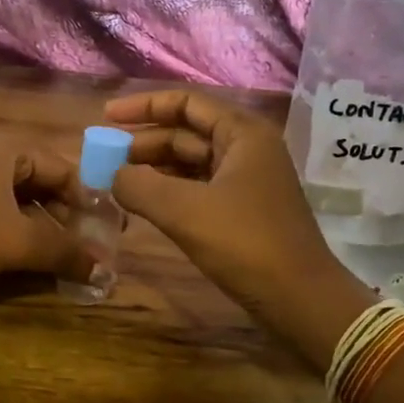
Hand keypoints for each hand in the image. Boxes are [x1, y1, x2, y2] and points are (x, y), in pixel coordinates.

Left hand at [0, 143, 91, 286]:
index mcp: (6, 149)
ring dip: (42, 224)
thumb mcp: (17, 242)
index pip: (63, 168)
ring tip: (60, 253)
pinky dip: (16, 227)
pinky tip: (25, 252)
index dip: (88, 199)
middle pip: (41, 181)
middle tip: (86, 244)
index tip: (106, 230)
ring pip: (18, 197)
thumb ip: (64, 253)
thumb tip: (105, 271)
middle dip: (66, 214)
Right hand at [103, 90, 370, 362]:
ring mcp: (247, 181)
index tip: (106, 118)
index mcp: (242, 133)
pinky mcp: (243, 210)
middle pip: (187, 132)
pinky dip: (169, 191)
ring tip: (116, 181)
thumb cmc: (245, 244)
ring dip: (154, 169)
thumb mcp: (184, 211)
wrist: (300, 299)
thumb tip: (112, 175)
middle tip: (104, 158)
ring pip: (191, 163)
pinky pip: (198, 188)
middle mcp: (247, 149)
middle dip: (144, 142)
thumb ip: (139, 186)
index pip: (186, 103)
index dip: (144, 106)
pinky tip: (143, 204)